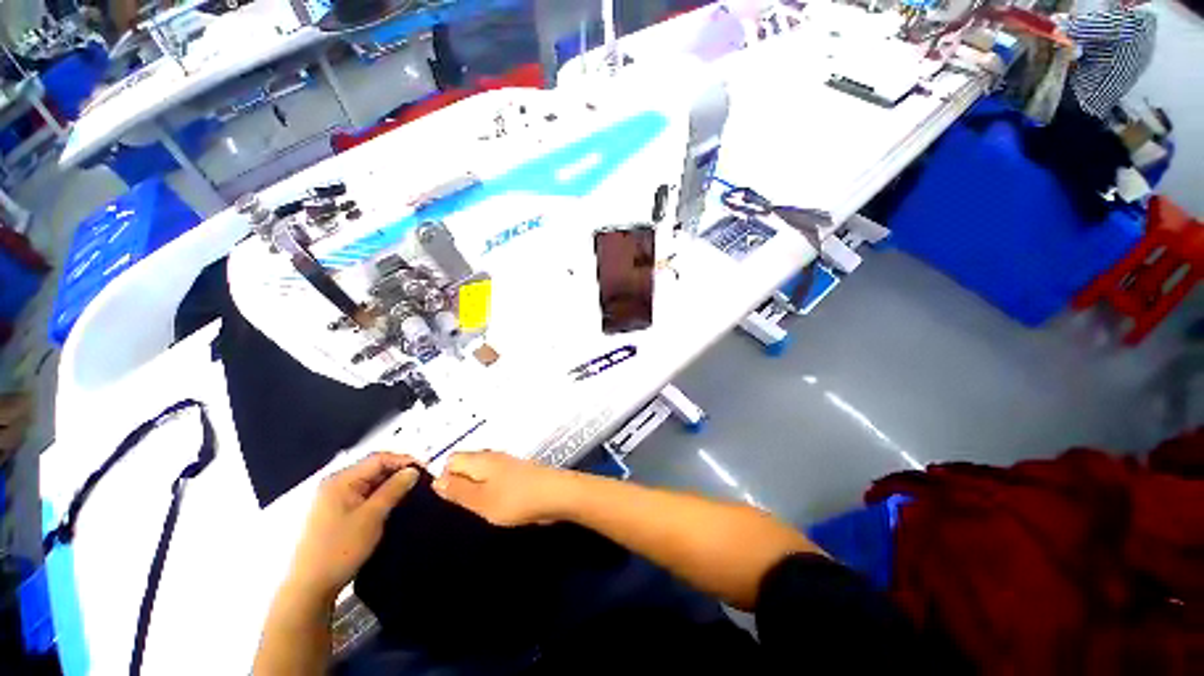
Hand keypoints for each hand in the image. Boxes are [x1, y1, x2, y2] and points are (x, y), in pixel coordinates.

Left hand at [288, 453, 420, 598]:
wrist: (310, 588)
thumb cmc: (340, 549)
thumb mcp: (372, 516)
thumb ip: (394, 489)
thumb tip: (413, 470)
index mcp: (340, 480)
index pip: (378, 458)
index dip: (403, 461)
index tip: (425, 470)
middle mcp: (335, 485)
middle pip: (373, 469)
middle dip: (398, 473)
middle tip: (421, 483)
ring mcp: (333, 500)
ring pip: (370, 483)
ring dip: (391, 486)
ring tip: (411, 494)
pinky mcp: (336, 515)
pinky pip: (364, 497)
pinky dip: (380, 498)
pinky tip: (393, 506)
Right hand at [433, 451, 576, 526]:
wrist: (557, 494)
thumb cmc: (517, 499)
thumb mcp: (480, 500)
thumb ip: (457, 491)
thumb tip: (436, 480)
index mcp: (481, 459)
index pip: (451, 459)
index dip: (444, 477)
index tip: (449, 499)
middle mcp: (493, 457)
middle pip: (466, 466)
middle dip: (460, 485)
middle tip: (465, 506)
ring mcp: (508, 465)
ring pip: (481, 474)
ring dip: (477, 491)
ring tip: (481, 508)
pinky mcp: (518, 474)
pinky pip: (496, 480)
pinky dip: (492, 492)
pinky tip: (497, 506)